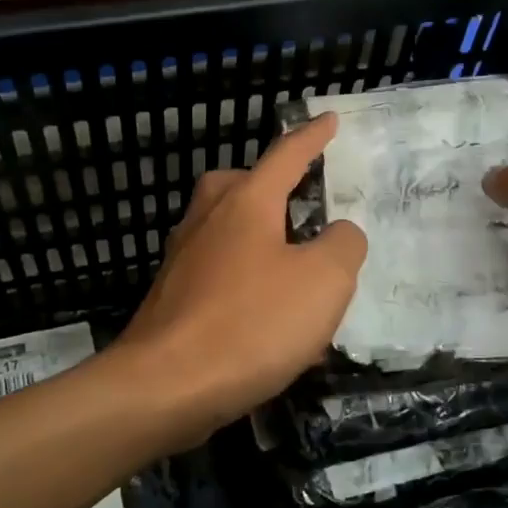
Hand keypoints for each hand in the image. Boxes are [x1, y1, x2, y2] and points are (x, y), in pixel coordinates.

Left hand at [116, 113, 367, 445]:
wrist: (164, 387)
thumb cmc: (250, 323)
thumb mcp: (323, 281)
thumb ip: (343, 245)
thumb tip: (339, 232)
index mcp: (246, 203)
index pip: (286, 156)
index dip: (313, 138)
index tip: (329, 120)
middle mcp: (208, 220)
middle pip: (240, 185)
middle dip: (270, 186)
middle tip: (299, 202)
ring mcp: (183, 260)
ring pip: (226, 231)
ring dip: (260, 239)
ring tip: (294, 270)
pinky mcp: (172, 299)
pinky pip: (218, 274)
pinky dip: (246, 283)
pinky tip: (269, 323)